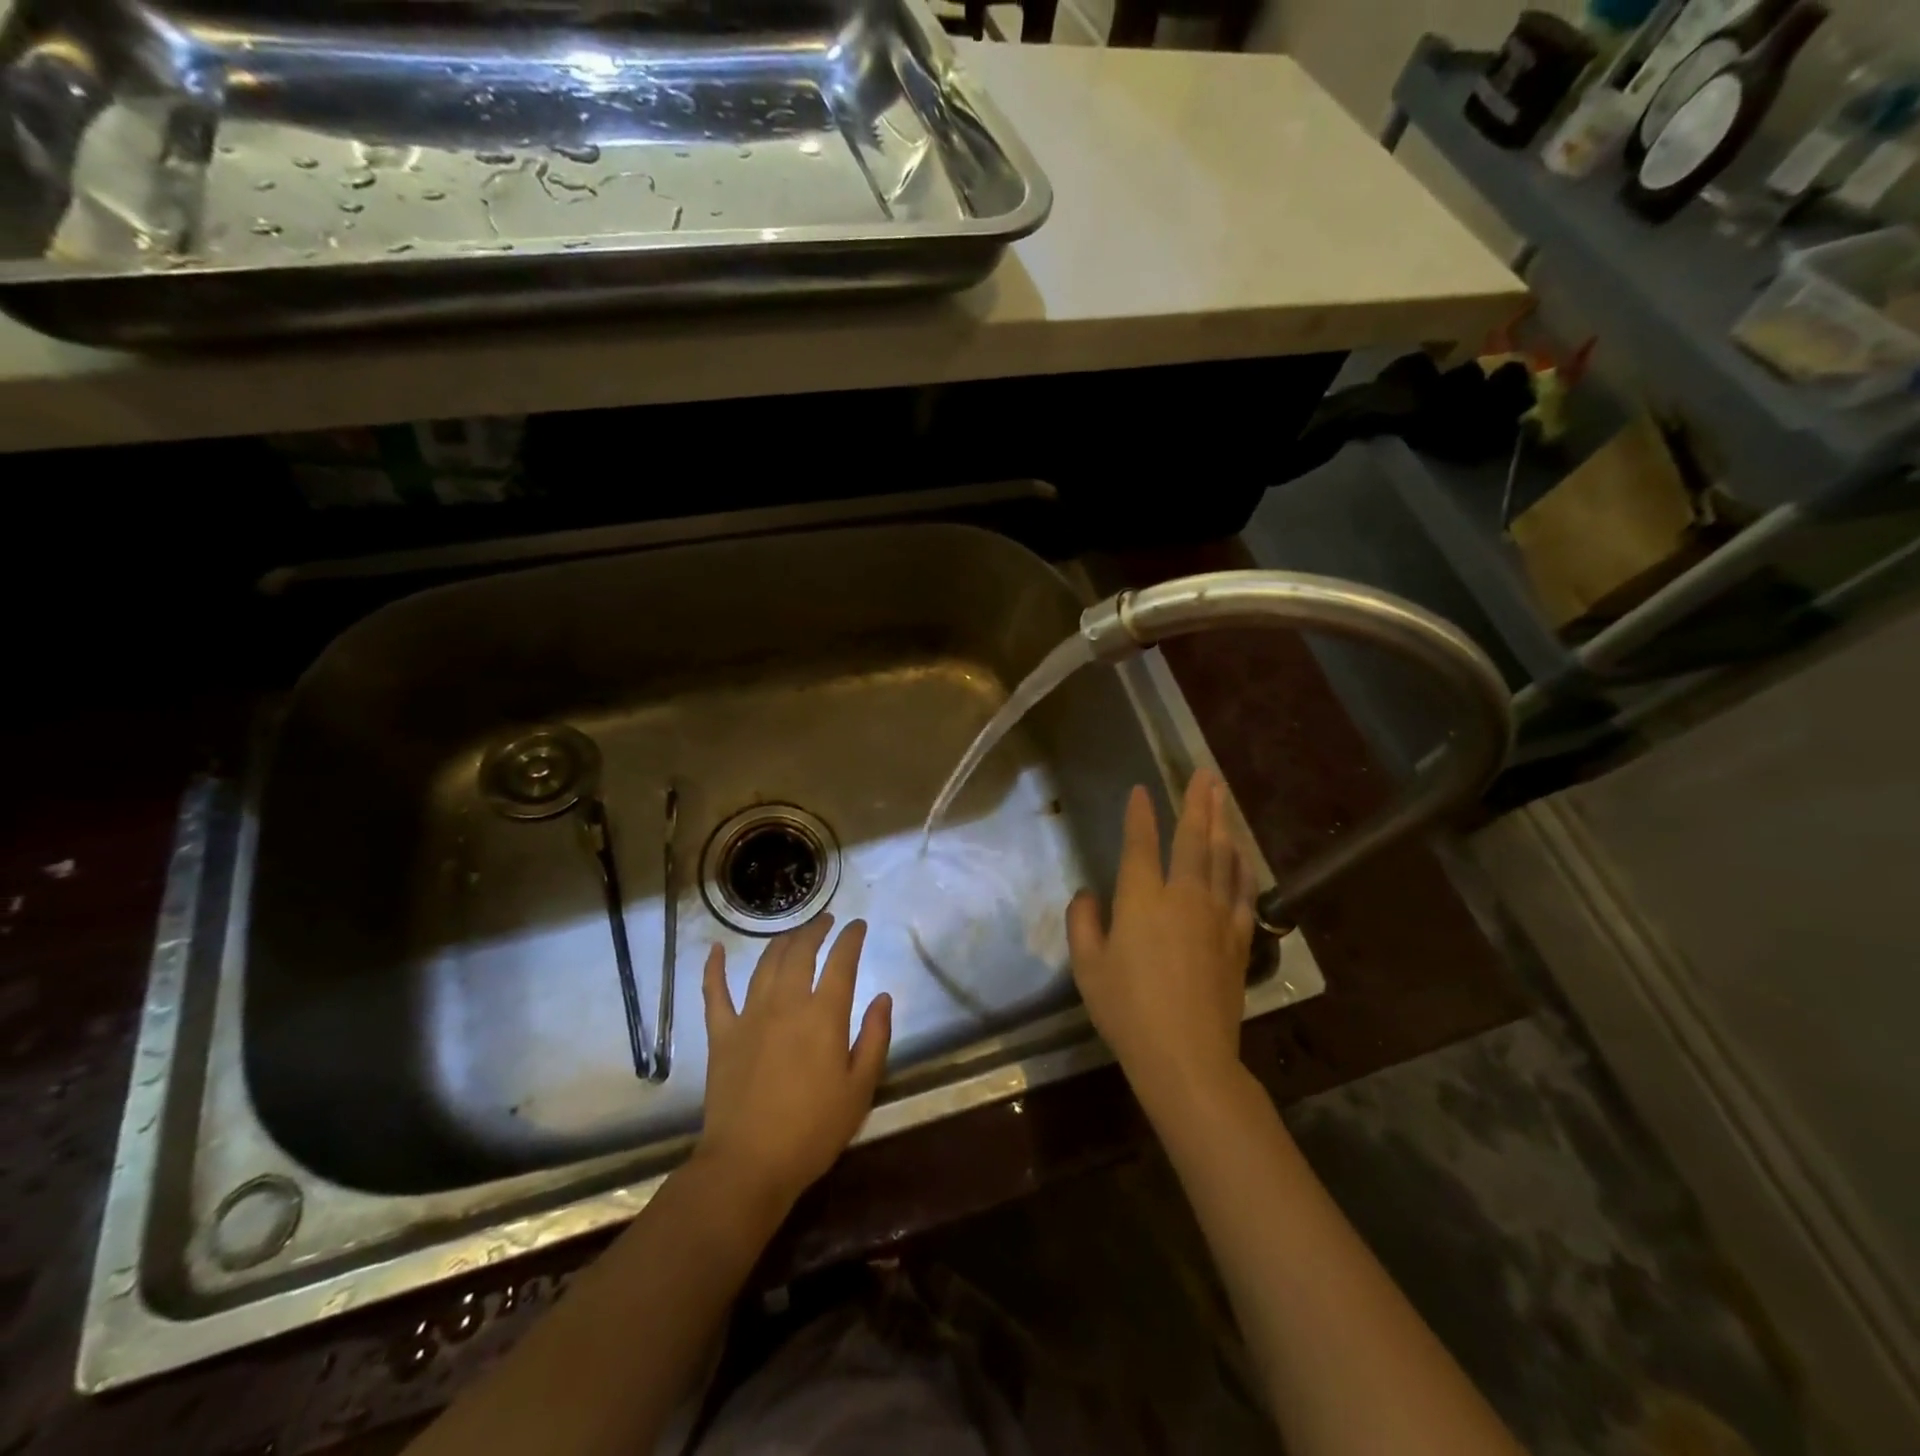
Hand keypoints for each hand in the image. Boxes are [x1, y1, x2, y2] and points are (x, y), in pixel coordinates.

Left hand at [696, 915, 891, 1208]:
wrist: (749, 1164)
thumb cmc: (813, 1130)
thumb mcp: (860, 1089)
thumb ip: (874, 1038)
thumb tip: (883, 997)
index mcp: (823, 1015)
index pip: (841, 962)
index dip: (851, 939)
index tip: (858, 925)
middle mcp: (786, 1003)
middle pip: (800, 952)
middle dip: (816, 930)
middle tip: (826, 921)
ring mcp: (749, 1016)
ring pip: (765, 964)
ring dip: (781, 942)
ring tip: (793, 934)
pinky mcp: (721, 1035)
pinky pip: (715, 993)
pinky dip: (714, 968)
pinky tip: (716, 949)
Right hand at [1066, 769, 1255, 1121]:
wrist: (1186, 1055)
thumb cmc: (1127, 1011)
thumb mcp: (1088, 968)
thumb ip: (1083, 923)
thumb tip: (1088, 895)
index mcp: (1142, 899)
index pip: (1140, 844)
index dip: (1140, 815)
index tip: (1141, 791)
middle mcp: (1182, 896)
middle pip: (1193, 838)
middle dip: (1197, 802)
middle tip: (1205, 773)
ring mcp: (1216, 915)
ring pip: (1222, 856)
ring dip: (1222, 822)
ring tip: (1223, 795)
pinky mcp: (1237, 938)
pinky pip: (1242, 890)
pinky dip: (1242, 866)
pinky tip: (1242, 852)